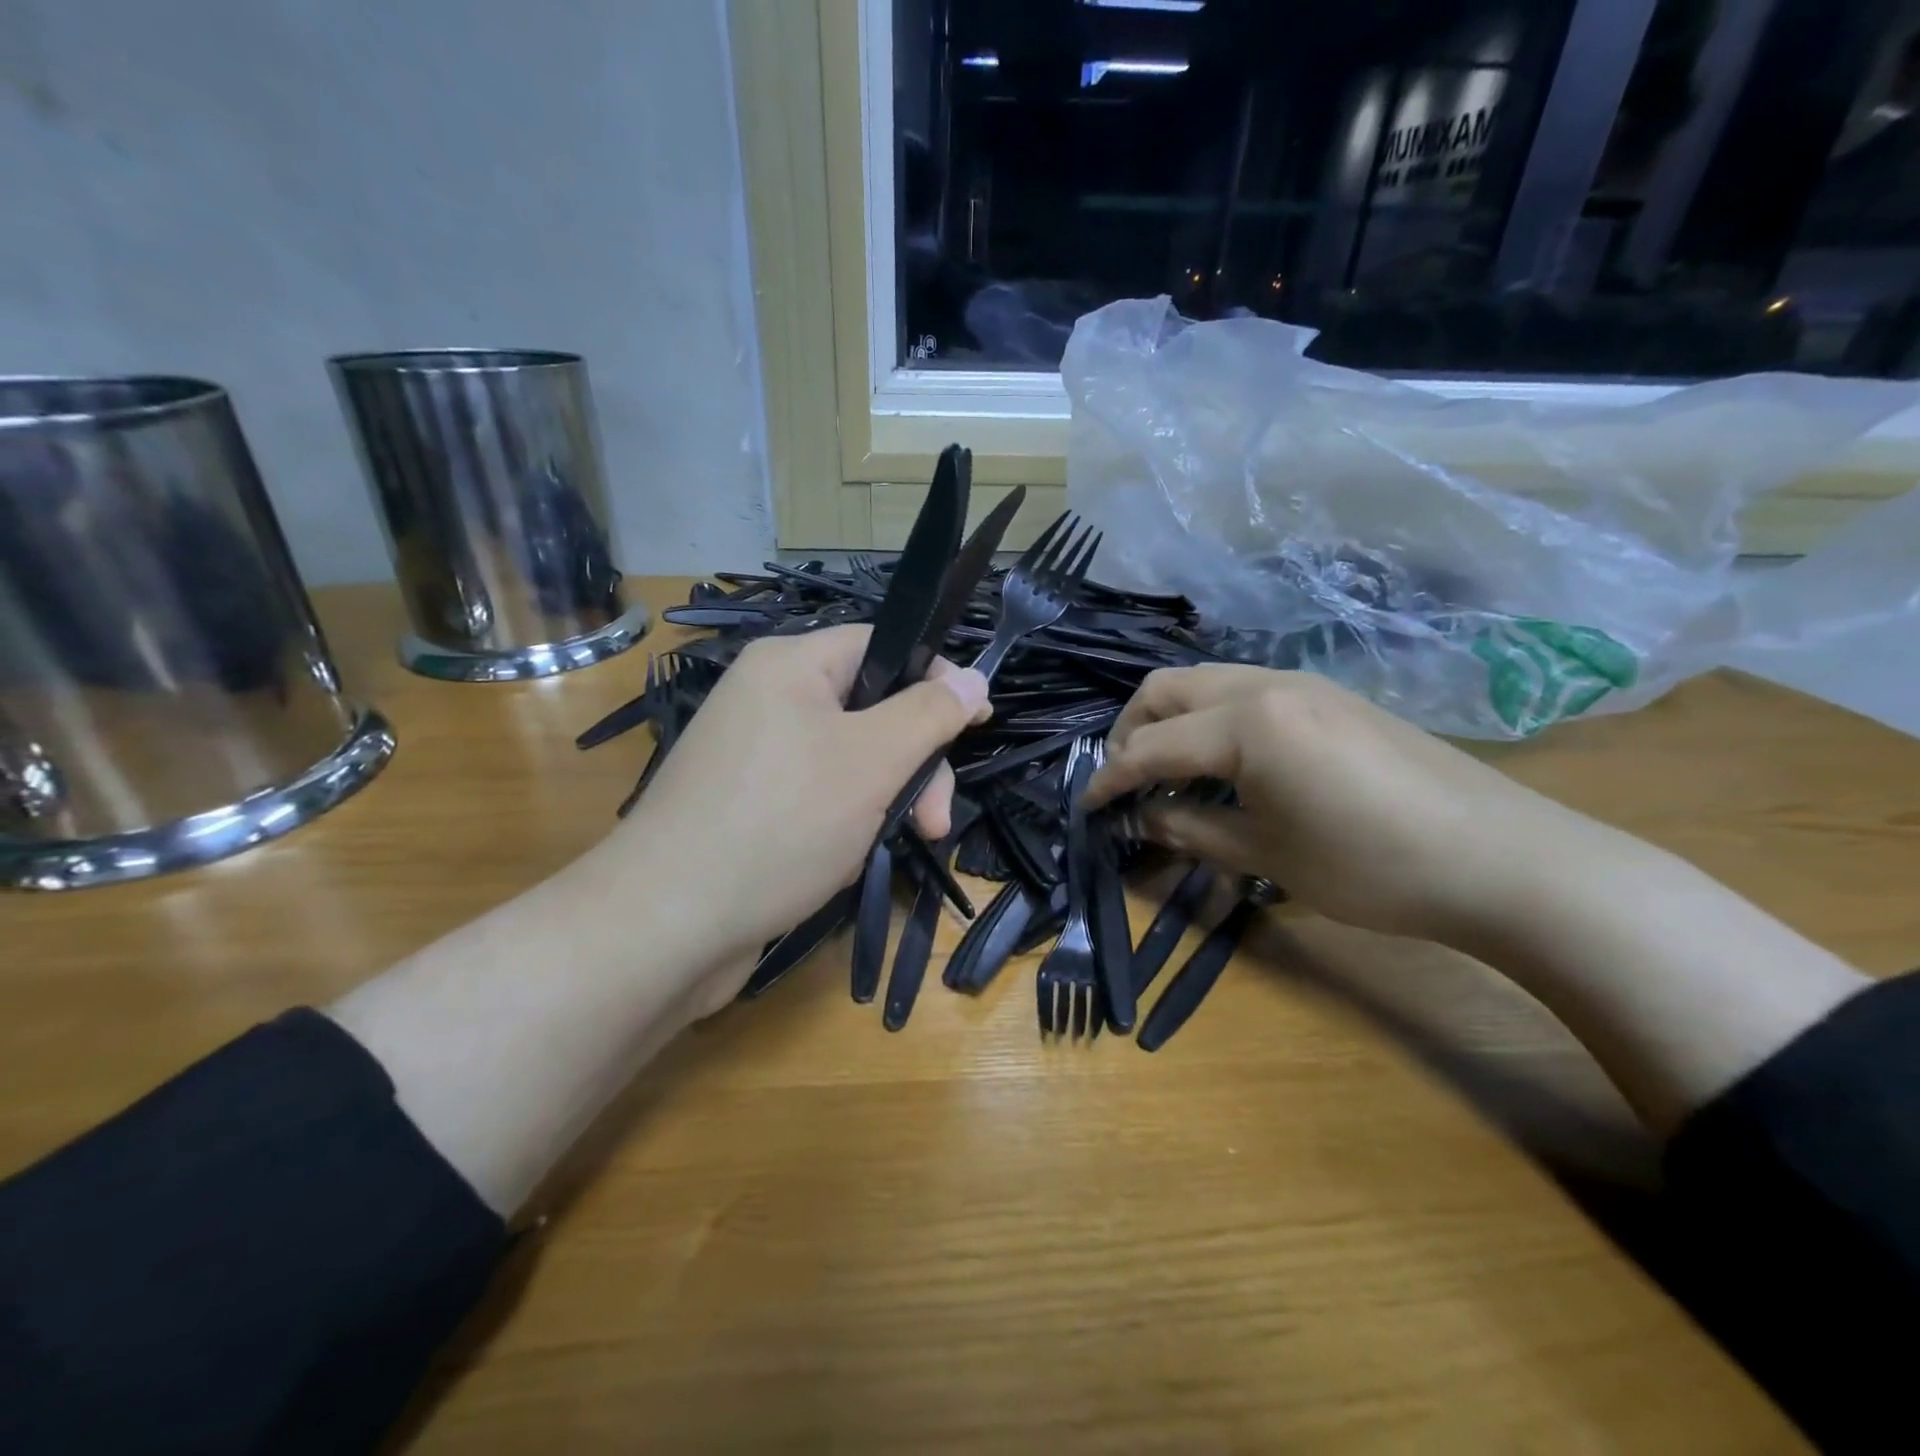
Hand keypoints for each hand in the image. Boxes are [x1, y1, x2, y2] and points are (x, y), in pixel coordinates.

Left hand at [602, 626, 990, 987]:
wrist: (666, 925)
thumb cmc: (781, 823)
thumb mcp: (873, 760)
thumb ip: (930, 714)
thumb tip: (975, 678)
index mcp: (790, 665)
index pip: (881, 645)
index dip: (935, 678)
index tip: (976, 724)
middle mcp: (768, 699)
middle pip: (871, 709)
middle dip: (914, 763)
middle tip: (937, 821)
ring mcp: (754, 755)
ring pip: (849, 760)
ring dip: (884, 799)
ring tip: (893, 844)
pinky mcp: (748, 805)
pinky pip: (818, 795)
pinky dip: (845, 822)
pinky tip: (846, 858)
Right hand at [1083, 665, 1598, 945]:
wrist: (1500, 859)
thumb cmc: (1370, 866)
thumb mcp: (1266, 856)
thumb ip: (1190, 828)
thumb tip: (1141, 817)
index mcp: (1245, 722)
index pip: (1149, 745)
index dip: (1110, 779)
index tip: (1087, 809)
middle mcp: (1265, 684)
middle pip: (1166, 688)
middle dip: (1131, 731)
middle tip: (1127, 783)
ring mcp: (1303, 683)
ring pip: (1205, 681)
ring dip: (1172, 720)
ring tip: (1171, 774)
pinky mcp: (1331, 696)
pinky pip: (1245, 691)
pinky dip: (1212, 719)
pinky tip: (1227, 764)